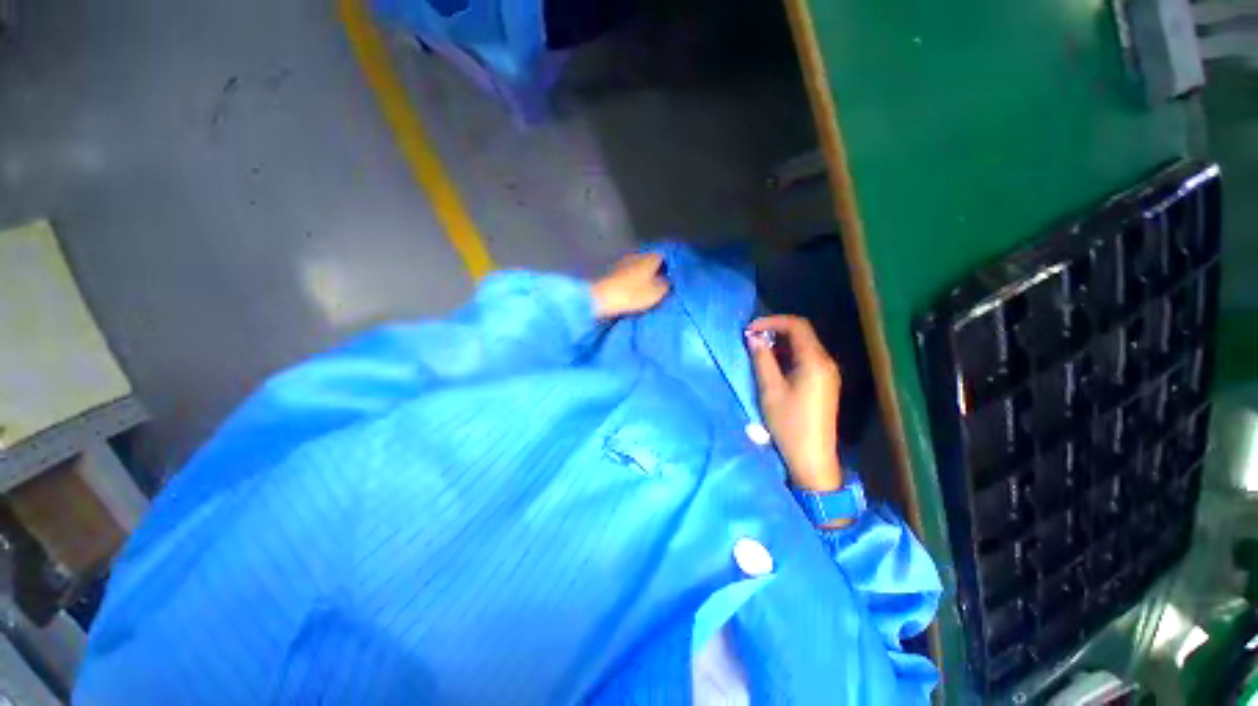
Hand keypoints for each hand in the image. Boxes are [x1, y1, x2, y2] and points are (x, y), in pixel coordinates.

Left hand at [591, 253, 669, 319]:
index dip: (670, 268)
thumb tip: (670, 280)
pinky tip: (633, 289)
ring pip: (639, 267)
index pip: (666, 257)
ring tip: (647, 289)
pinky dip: (632, 280)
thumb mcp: (657, 292)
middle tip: (661, 286)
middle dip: (656, 272)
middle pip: (652, 261)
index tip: (673, 280)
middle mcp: (638, 254)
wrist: (601, 297)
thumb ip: (667, 284)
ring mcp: (623, 261)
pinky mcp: (612, 270)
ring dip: (643, 276)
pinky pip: (628, 273)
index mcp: (651, 257)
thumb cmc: (632, 293)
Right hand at [746, 315, 843, 491]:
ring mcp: (827, 373)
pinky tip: (773, 365)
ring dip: (780, 343)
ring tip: (758, 351)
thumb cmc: (789, 423)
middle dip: (775, 331)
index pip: (796, 326)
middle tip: (751, 339)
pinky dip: (788, 355)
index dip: (772, 321)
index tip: (749, 329)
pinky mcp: (824, 383)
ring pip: (804, 346)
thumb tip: (753, 338)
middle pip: (802, 333)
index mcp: (814, 361)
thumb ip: (762, 359)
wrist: (812, 456)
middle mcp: (825, 362)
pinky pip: (806, 359)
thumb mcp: (770, 389)